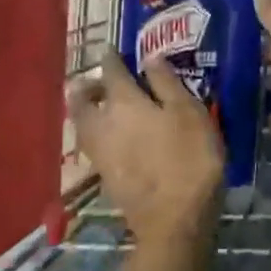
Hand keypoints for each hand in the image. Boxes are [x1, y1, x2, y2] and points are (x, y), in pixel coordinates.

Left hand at [68, 52, 222, 244]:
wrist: (174, 221)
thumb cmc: (189, 159)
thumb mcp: (189, 113)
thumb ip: (167, 83)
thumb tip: (149, 57)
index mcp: (124, 102)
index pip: (111, 71)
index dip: (112, 57)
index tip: (113, 50)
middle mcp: (102, 123)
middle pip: (81, 99)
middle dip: (87, 86)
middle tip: (101, 81)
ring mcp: (99, 153)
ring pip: (81, 123)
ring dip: (87, 110)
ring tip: (103, 108)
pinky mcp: (103, 176)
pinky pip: (90, 144)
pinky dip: (95, 133)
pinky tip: (111, 137)